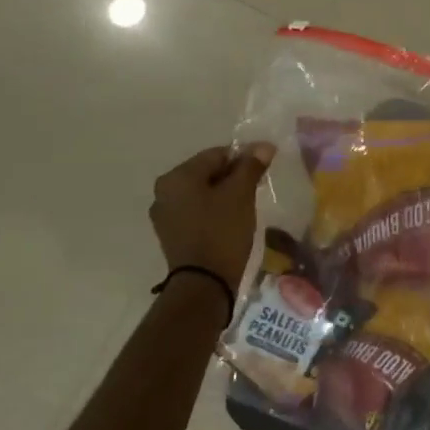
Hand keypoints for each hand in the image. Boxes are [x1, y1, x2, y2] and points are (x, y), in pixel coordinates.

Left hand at [149, 143, 274, 285]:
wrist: (204, 283)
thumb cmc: (222, 231)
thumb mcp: (241, 194)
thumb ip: (251, 166)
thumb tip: (264, 145)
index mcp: (177, 177)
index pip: (217, 154)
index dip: (244, 158)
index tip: (265, 169)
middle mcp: (164, 191)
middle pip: (207, 172)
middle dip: (234, 177)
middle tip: (258, 188)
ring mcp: (165, 215)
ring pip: (202, 192)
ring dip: (225, 194)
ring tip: (247, 206)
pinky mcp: (172, 234)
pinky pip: (197, 211)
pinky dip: (214, 210)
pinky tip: (231, 221)